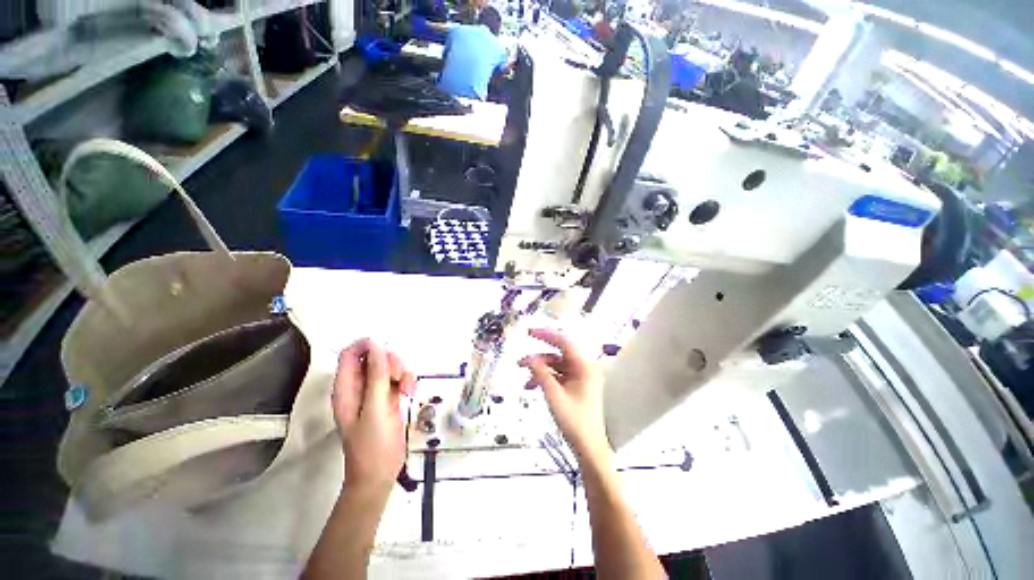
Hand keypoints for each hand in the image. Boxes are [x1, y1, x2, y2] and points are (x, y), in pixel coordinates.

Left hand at [331, 339, 415, 497]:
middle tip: (400, 376)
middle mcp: (358, 387)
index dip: (367, 346)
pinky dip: (406, 381)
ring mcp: (374, 393)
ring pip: (388, 367)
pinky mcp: (387, 399)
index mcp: (346, 389)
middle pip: (374, 357)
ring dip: (402, 372)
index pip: (350, 354)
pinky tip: (410, 393)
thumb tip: (376, 347)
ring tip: (408, 389)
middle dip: (390, 362)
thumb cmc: (373, 447)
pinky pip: (397, 379)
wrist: (379, 475)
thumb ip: (376, 377)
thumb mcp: (375, 409)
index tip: (387, 352)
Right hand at [519, 329, 609, 463]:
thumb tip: (529, 357)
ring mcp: (581, 376)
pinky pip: (559, 375)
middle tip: (521, 359)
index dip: (546, 334)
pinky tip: (532, 386)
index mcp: (585, 366)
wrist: (588, 447)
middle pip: (559, 354)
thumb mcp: (554, 395)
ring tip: (524, 378)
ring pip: (557, 365)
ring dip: (540, 370)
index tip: (529, 332)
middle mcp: (585, 367)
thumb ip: (541, 373)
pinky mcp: (577, 385)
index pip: (564, 342)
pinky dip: (545, 378)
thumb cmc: (574, 421)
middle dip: (539, 357)